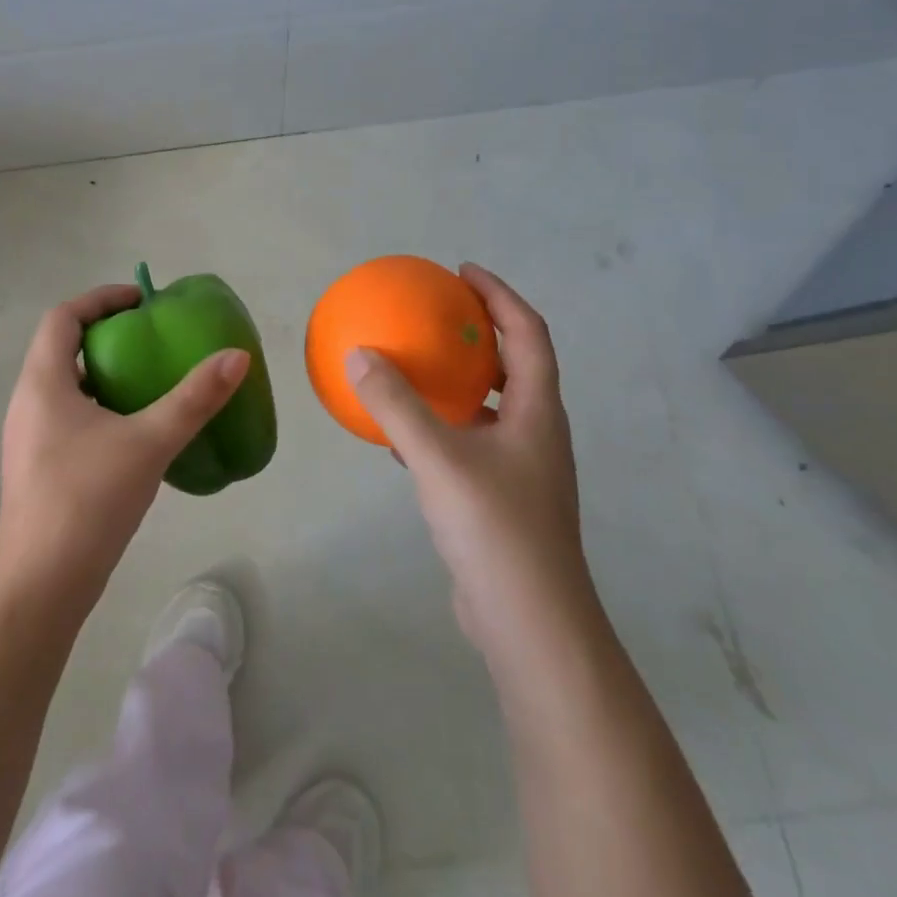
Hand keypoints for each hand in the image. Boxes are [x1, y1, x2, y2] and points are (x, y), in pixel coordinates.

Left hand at [0, 284, 249, 605]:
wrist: (41, 585)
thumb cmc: (87, 499)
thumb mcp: (148, 441)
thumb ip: (194, 398)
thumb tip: (236, 356)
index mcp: (43, 383)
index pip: (63, 317)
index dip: (101, 299)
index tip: (141, 300)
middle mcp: (29, 403)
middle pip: (64, 348)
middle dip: (109, 335)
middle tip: (153, 339)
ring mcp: (31, 439)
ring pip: (68, 386)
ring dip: (106, 374)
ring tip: (151, 380)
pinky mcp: (40, 468)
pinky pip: (71, 418)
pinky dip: (102, 407)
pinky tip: (137, 433)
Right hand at [344, 264, 591, 657]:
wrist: (529, 624)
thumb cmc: (494, 528)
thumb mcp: (438, 458)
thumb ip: (396, 404)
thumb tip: (358, 353)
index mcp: (538, 412)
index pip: (528, 333)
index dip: (500, 295)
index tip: (462, 272)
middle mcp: (537, 433)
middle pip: (517, 365)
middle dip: (482, 333)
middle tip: (438, 314)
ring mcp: (521, 469)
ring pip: (493, 407)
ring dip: (461, 381)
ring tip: (418, 365)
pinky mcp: (501, 500)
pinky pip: (470, 443)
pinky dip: (442, 426)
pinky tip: (401, 434)